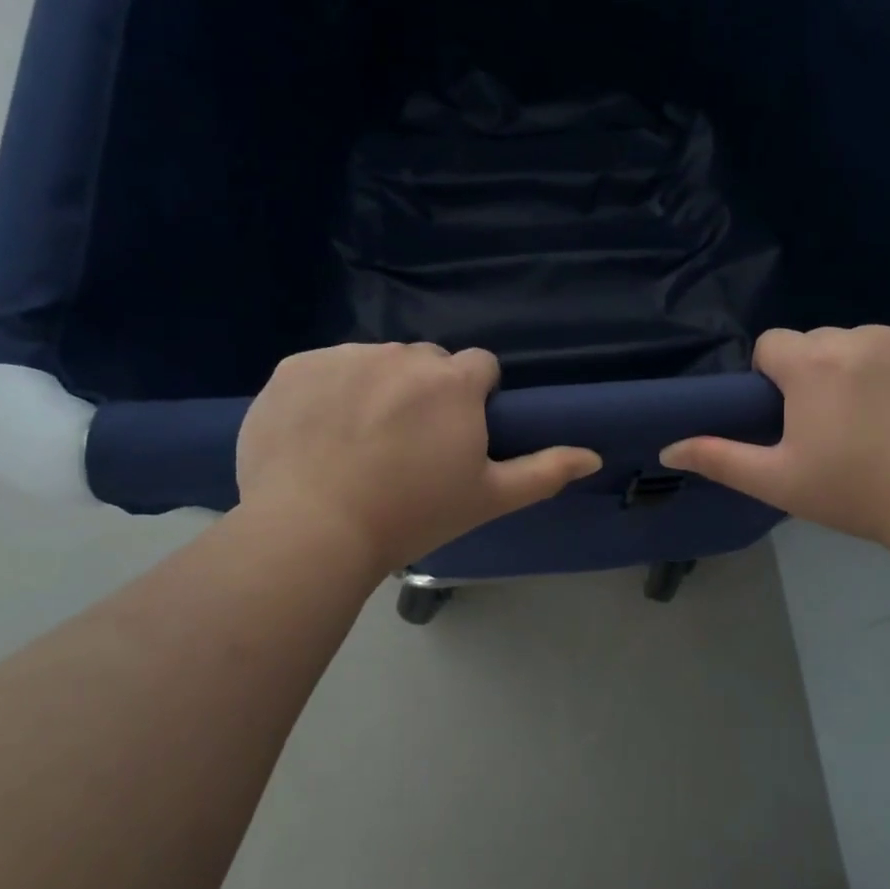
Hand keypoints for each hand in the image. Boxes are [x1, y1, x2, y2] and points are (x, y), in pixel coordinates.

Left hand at [236, 343, 601, 574]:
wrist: (310, 532)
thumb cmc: (411, 515)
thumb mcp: (487, 498)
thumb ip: (544, 471)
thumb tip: (593, 456)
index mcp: (454, 381)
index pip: (479, 367)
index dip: (472, 400)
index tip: (453, 437)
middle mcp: (403, 355)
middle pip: (426, 363)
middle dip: (424, 393)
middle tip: (405, 447)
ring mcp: (345, 357)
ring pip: (374, 363)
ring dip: (375, 389)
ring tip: (356, 444)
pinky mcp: (296, 367)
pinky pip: (324, 370)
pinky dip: (325, 393)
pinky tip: (316, 435)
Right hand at [660, 326, 889, 547]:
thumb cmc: (855, 493)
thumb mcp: (778, 481)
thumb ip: (718, 458)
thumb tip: (668, 447)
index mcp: (812, 363)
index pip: (771, 345)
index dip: (772, 379)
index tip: (793, 417)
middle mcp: (856, 337)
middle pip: (814, 343)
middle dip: (812, 374)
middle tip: (833, 426)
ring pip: (856, 342)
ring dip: (853, 368)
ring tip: (874, 418)